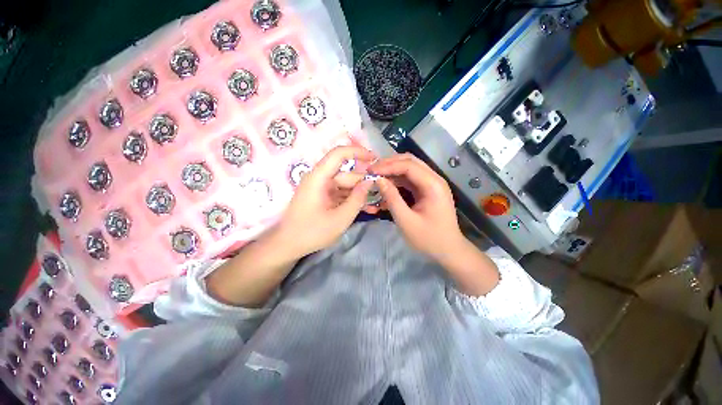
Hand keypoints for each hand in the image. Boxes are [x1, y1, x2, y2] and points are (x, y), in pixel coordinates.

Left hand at [272, 146, 375, 257]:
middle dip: (363, 183)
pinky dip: (350, 199)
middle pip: (346, 174)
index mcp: (319, 178)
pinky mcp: (321, 196)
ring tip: (375, 205)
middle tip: (381, 194)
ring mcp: (320, 188)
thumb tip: (370, 181)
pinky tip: (364, 208)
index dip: (358, 152)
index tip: (375, 159)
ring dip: (358, 194)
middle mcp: (319, 178)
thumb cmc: (312, 232)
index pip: (339, 153)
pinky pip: (339, 193)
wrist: (288, 245)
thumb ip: (358, 198)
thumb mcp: (341, 218)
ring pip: (344, 185)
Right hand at [370, 153, 464, 259]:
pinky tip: (385, 188)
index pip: (408, 165)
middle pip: (410, 161)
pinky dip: (397, 182)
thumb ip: (392, 198)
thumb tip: (378, 180)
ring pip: (409, 169)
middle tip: (372, 170)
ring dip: (392, 171)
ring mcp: (431, 184)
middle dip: (389, 164)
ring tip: (376, 177)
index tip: (370, 171)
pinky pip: (410, 180)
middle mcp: (434, 179)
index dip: (388, 166)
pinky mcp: (427, 190)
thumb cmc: (428, 238)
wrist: (448, 250)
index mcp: (433, 185)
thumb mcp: (406, 220)